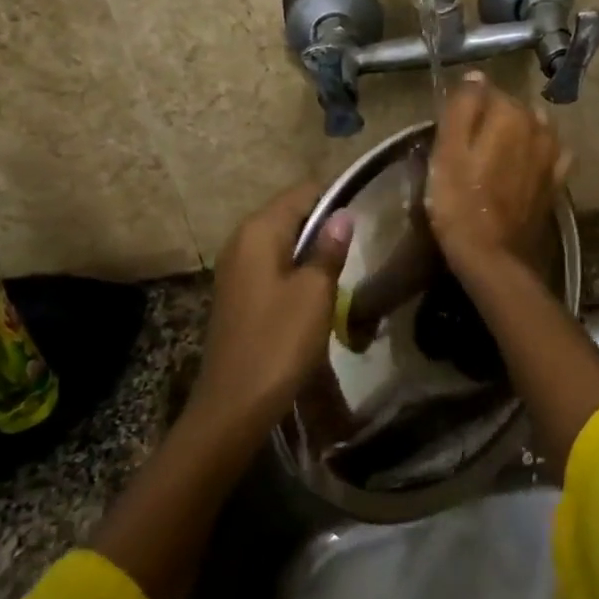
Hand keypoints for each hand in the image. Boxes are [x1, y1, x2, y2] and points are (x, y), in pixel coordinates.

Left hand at [191, 183, 354, 438]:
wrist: (233, 406)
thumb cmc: (279, 342)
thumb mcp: (315, 293)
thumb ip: (329, 249)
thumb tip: (343, 214)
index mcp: (259, 231)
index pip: (302, 192)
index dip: (334, 198)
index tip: (366, 213)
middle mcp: (241, 240)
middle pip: (290, 214)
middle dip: (323, 224)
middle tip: (360, 242)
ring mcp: (235, 268)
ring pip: (282, 241)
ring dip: (311, 250)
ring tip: (343, 266)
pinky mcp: (237, 293)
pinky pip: (271, 265)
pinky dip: (294, 269)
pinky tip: (316, 291)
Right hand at [427, 72, 570, 273]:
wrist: (493, 257)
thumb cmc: (459, 203)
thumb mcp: (446, 152)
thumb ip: (461, 107)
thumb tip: (476, 76)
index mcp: (509, 114)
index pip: (485, 91)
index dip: (465, 108)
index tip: (451, 131)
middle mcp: (538, 126)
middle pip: (510, 108)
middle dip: (491, 119)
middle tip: (467, 148)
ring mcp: (553, 154)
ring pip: (532, 128)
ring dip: (516, 134)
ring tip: (494, 157)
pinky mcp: (557, 181)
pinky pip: (550, 154)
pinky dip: (537, 154)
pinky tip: (524, 166)